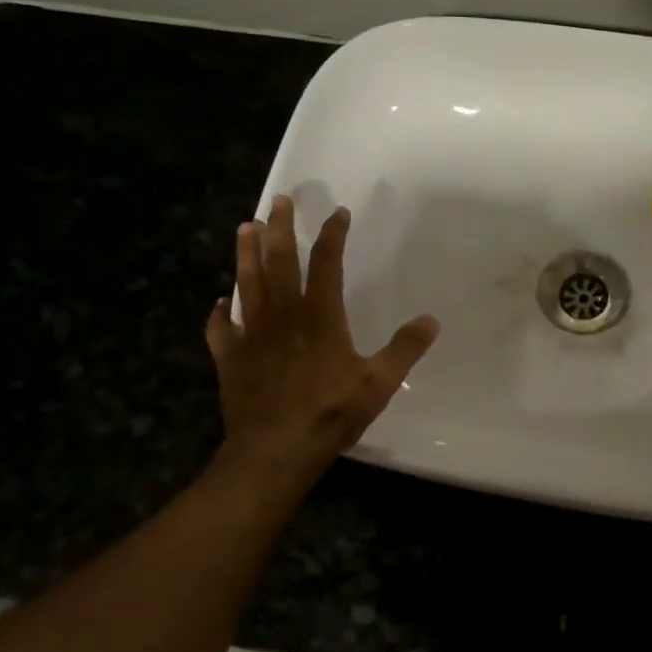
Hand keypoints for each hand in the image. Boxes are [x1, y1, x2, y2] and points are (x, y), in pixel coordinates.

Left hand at [204, 195, 438, 488]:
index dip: (333, 235)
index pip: (326, 263)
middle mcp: (282, 316)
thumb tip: (431, 320)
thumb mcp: (379, 383)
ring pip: (246, 284)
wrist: (275, 450)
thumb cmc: (330, 413)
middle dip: (280, 228)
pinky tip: (220, 303)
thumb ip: (405, 349)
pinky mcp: (230, 358)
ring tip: (245, 228)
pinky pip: (221, 328)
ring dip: (245, 254)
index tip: (338, 212)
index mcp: (319, 316)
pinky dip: (220, 312)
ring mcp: (251, 335)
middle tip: (278, 201)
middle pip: (279, 261)